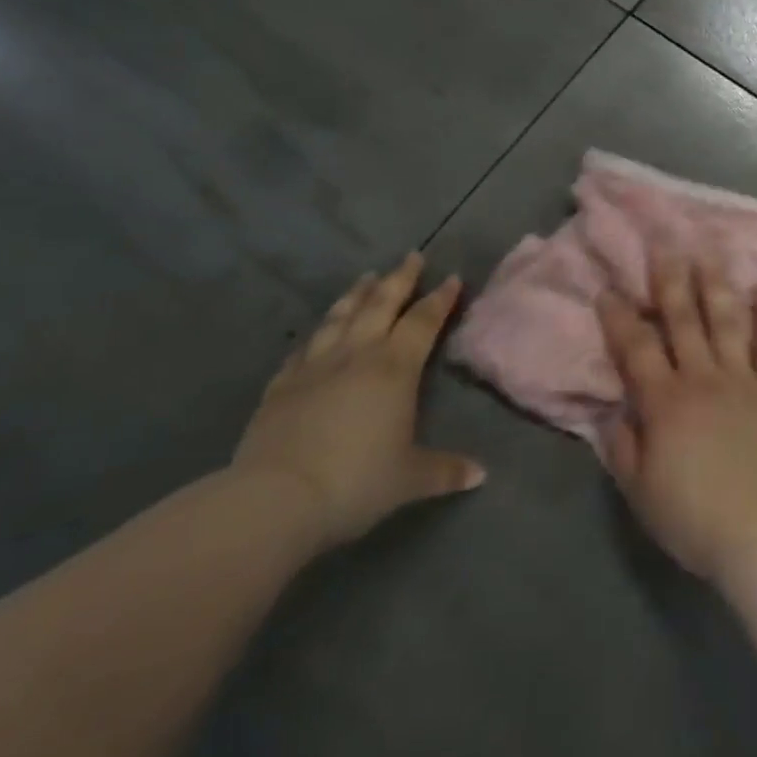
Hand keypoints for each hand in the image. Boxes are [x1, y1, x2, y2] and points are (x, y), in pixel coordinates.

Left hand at [233, 253, 484, 551]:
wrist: (275, 500)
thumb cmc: (356, 482)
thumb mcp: (410, 479)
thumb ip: (445, 470)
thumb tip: (480, 474)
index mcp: (395, 368)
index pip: (423, 321)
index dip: (440, 298)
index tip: (452, 277)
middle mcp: (357, 355)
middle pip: (381, 305)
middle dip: (400, 279)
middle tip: (411, 256)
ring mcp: (315, 367)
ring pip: (340, 317)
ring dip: (356, 295)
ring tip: (366, 278)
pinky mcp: (281, 386)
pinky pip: (303, 349)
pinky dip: (316, 335)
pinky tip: (317, 333)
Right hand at [597, 254, 756, 581]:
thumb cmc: (695, 516)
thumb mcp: (640, 491)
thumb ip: (622, 447)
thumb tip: (613, 412)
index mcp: (665, 402)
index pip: (635, 349)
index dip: (619, 317)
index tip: (609, 288)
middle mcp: (703, 378)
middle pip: (684, 320)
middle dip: (671, 279)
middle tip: (665, 243)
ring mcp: (744, 380)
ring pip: (728, 321)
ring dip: (718, 284)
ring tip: (711, 251)